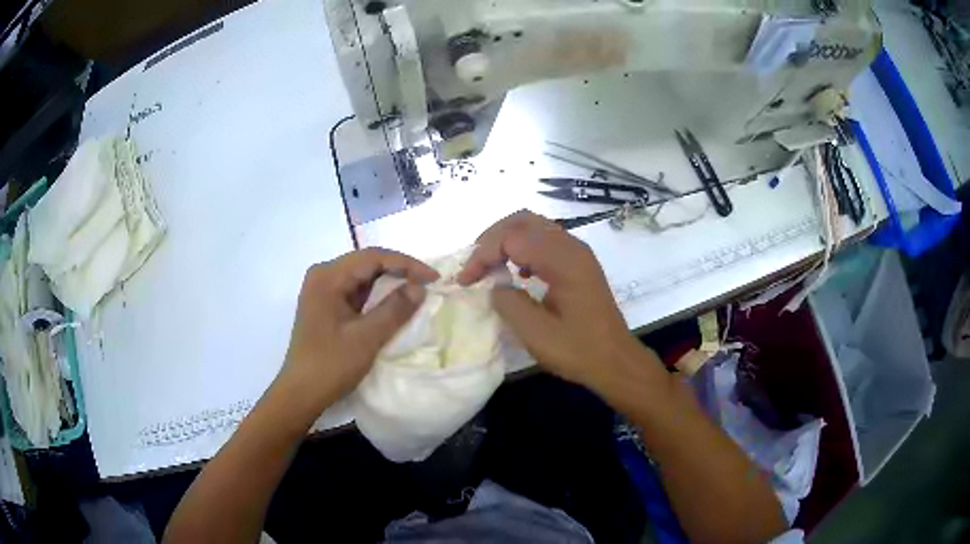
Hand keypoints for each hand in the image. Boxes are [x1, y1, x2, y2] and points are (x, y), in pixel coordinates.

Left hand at [277, 248, 438, 420]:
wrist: (301, 392)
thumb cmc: (331, 364)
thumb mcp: (366, 338)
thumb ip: (394, 309)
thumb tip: (420, 287)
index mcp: (328, 276)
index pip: (373, 257)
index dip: (406, 264)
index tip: (433, 278)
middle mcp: (323, 276)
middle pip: (366, 263)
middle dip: (398, 270)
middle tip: (427, 283)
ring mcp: (322, 291)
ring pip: (362, 277)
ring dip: (388, 283)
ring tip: (416, 291)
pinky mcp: (325, 306)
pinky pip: (355, 292)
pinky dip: (376, 296)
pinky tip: (393, 304)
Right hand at [459, 211, 643, 392]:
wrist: (616, 361)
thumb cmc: (579, 350)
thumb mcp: (537, 334)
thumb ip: (509, 304)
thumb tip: (495, 286)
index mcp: (563, 260)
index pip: (512, 237)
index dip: (483, 254)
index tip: (466, 281)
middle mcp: (571, 247)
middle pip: (523, 220)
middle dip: (492, 238)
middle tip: (474, 265)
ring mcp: (577, 253)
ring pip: (534, 227)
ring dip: (506, 241)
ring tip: (488, 267)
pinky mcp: (578, 263)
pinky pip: (545, 241)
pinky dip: (523, 249)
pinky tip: (517, 273)